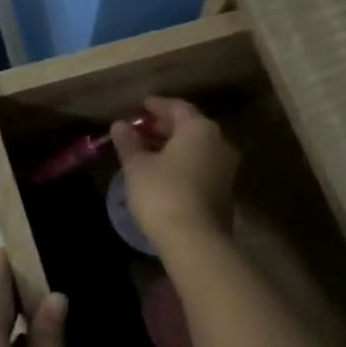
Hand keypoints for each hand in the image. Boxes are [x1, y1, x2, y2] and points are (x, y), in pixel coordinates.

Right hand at [110, 96, 239, 245]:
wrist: (195, 240)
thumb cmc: (163, 193)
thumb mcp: (137, 166)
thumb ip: (129, 143)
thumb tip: (119, 125)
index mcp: (200, 129)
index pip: (178, 107)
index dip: (158, 105)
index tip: (142, 106)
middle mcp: (219, 143)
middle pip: (191, 127)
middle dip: (166, 127)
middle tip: (143, 129)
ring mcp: (226, 169)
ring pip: (197, 148)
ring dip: (175, 147)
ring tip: (150, 152)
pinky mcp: (225, 192)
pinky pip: (202, 167)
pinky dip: (184, 164)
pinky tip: (165, 173)